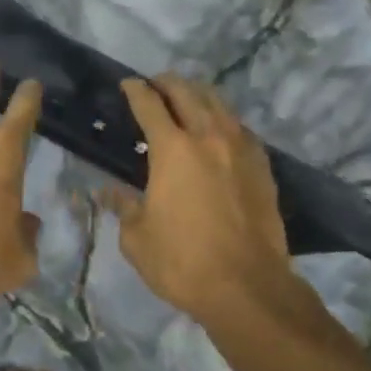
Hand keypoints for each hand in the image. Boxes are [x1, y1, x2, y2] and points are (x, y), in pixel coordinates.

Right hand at [111, 75, 313, 328]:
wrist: (248, 288)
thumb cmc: (183, 262)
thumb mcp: (137, 238)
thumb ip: (123, 206)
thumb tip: (108, 192)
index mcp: (172, 150)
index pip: (149, 104)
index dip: (135, 90)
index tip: (127, 84)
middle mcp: (208, 138)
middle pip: (187, 93)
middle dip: (168, 82)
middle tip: (155, 84)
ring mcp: (241, 150)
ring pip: (220, 104)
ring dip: (199, 94)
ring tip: (187, 98)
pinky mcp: (263, 167)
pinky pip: (241, 128)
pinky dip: (224, 119)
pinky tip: (219, 130)